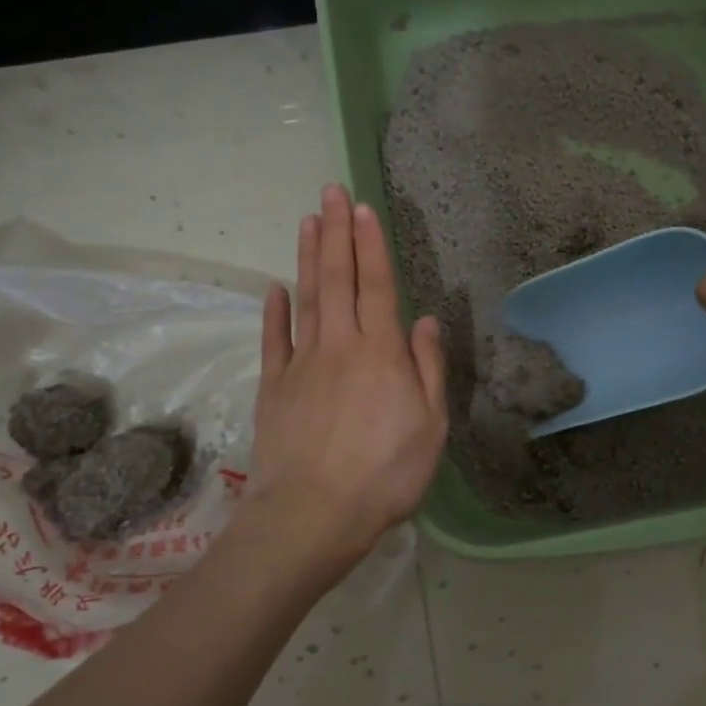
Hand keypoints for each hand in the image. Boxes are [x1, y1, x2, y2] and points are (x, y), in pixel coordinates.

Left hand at [246, 184, 447, 579]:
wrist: (314, 514)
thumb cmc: (386, 474)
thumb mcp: (431, 426)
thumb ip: (428, 368)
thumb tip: (426, 321)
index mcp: (381, 353)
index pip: (376, 285)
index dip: (369, 245)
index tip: (361, 208)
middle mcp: (340, 346)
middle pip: (337, 279)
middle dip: (335, 232)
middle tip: (329, 191)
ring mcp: (302, 364)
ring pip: (305, 299)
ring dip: (307, 258)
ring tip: (306, 221)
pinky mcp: (274, 388)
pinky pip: (274, 341)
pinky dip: (274, 312)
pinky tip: (275, 289)